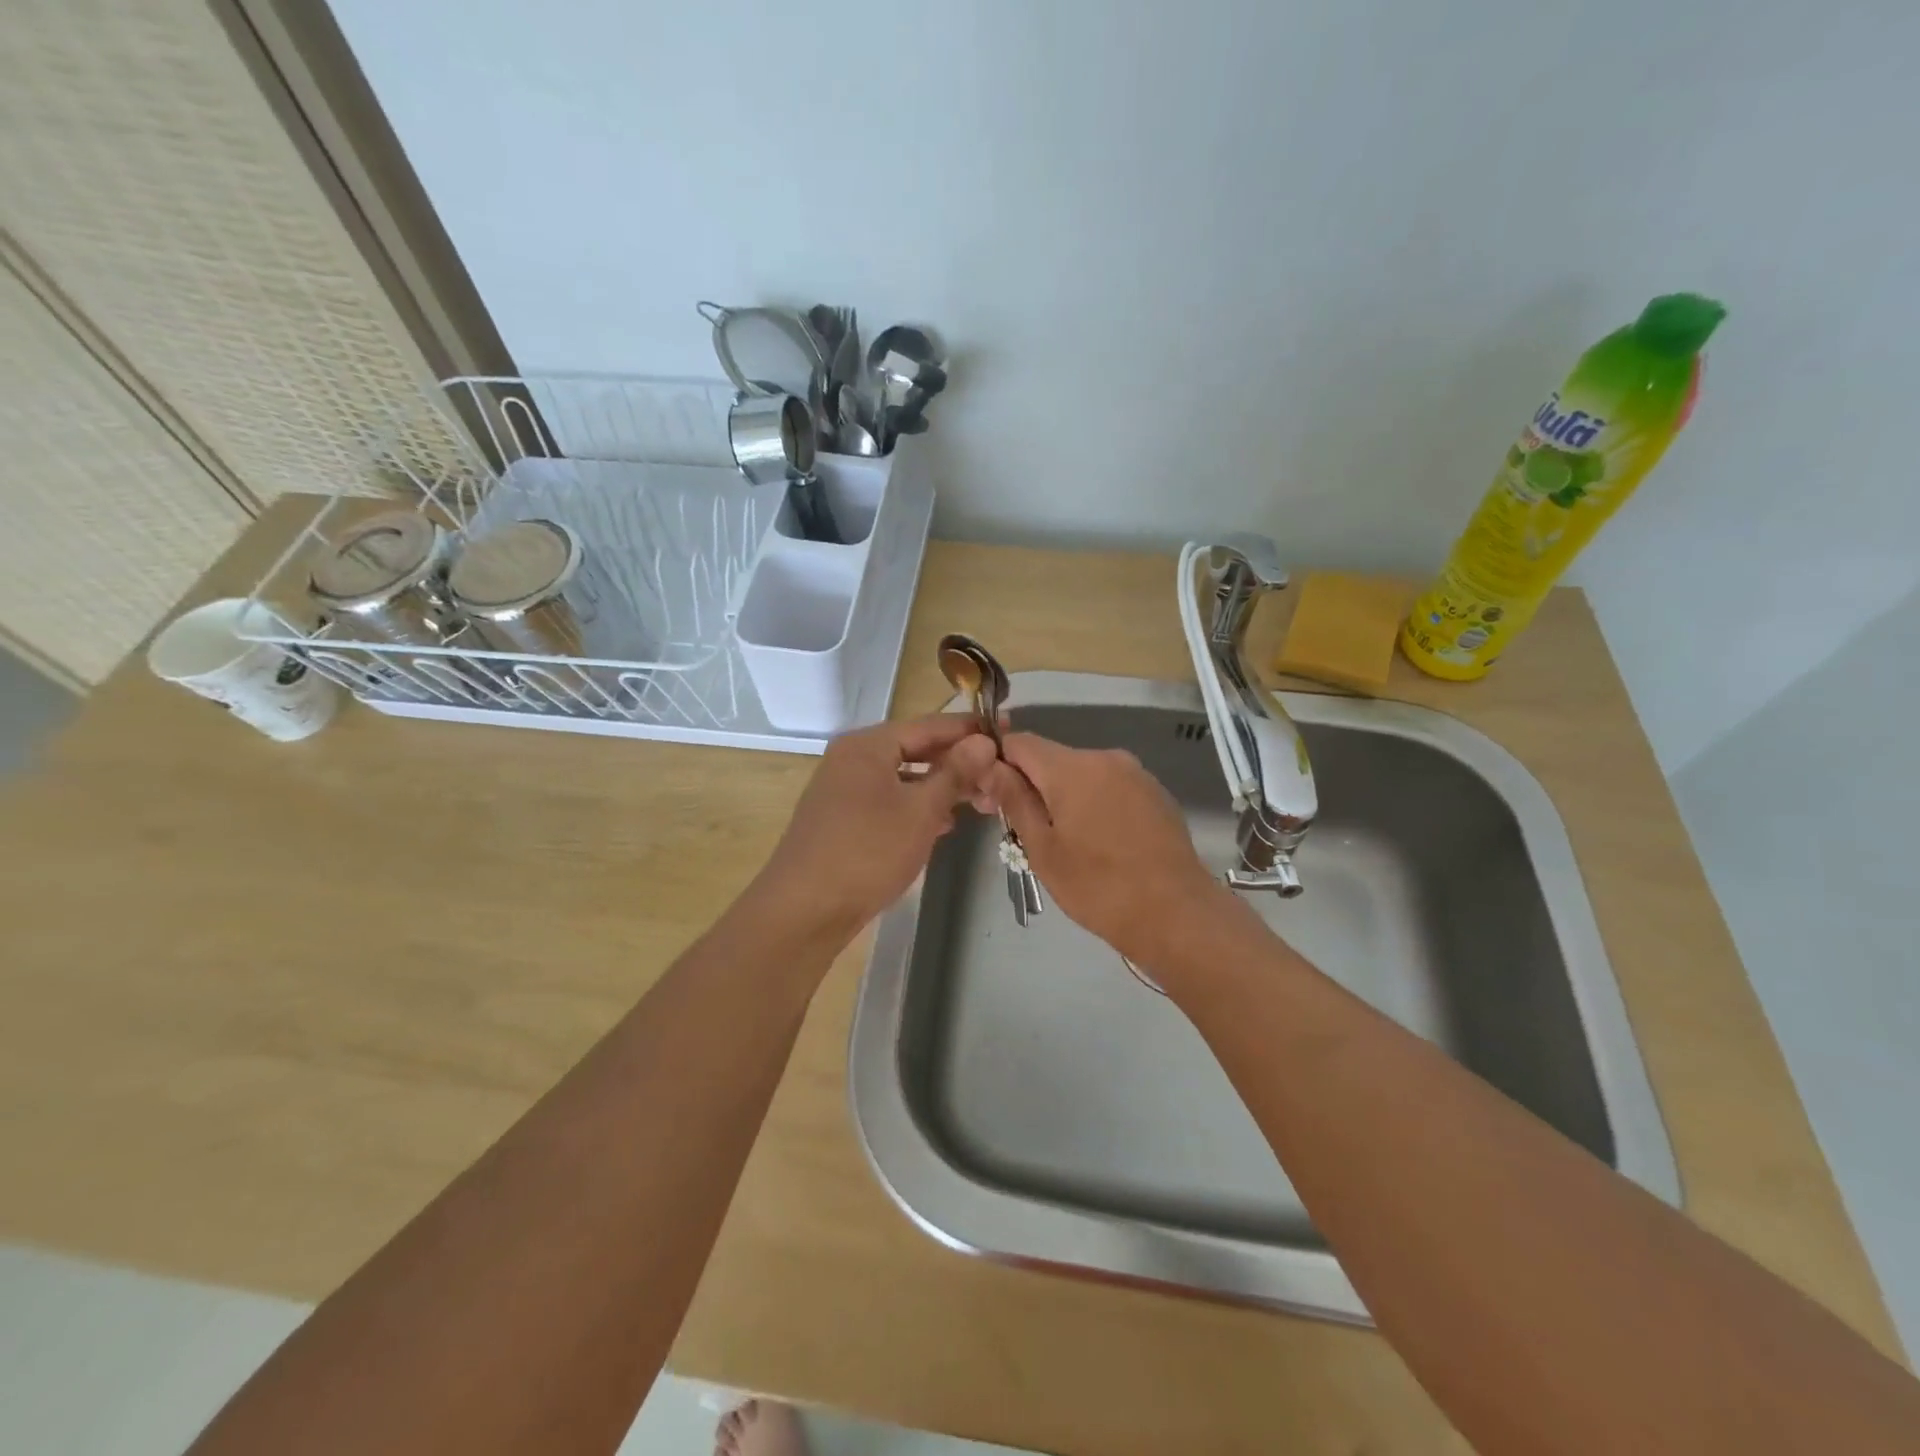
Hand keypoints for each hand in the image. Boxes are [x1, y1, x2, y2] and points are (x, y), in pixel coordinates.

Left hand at [756, 713, 998, 940]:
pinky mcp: (843, 818)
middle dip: (958, 762)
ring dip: (941, 787)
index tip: (1007, 731)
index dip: (970, 729)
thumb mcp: (921, 810)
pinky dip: (917, 806)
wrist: (804, 910)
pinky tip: (942, 824)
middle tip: (998, 775)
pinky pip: (889, 800)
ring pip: (903, 777)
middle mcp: (852, 758)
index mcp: (868, 745)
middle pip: (915, 749)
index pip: (930, 725)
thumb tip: (983, 741)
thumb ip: (954, 772)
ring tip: (980, 801)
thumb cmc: (867, 852)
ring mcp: (844, 789)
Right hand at [985, 732, 1231, 970]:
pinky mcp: (1156, 792)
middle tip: (1028, 833)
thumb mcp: (1043, 849)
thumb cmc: (1098, 886)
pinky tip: (1102, 842)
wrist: (1176, 913)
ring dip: (1066, 796)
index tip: (995, 802)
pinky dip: (1096, 803)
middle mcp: (1105, 757)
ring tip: (1069, 843)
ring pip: (1083, 773)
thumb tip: (990, 767)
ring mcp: (1136, 773)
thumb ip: (1015, 800)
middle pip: (1053, 758)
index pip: (1019, 743)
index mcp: (1072, 767)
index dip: (999, 765)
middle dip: (1034, 785)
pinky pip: (1111, 786)